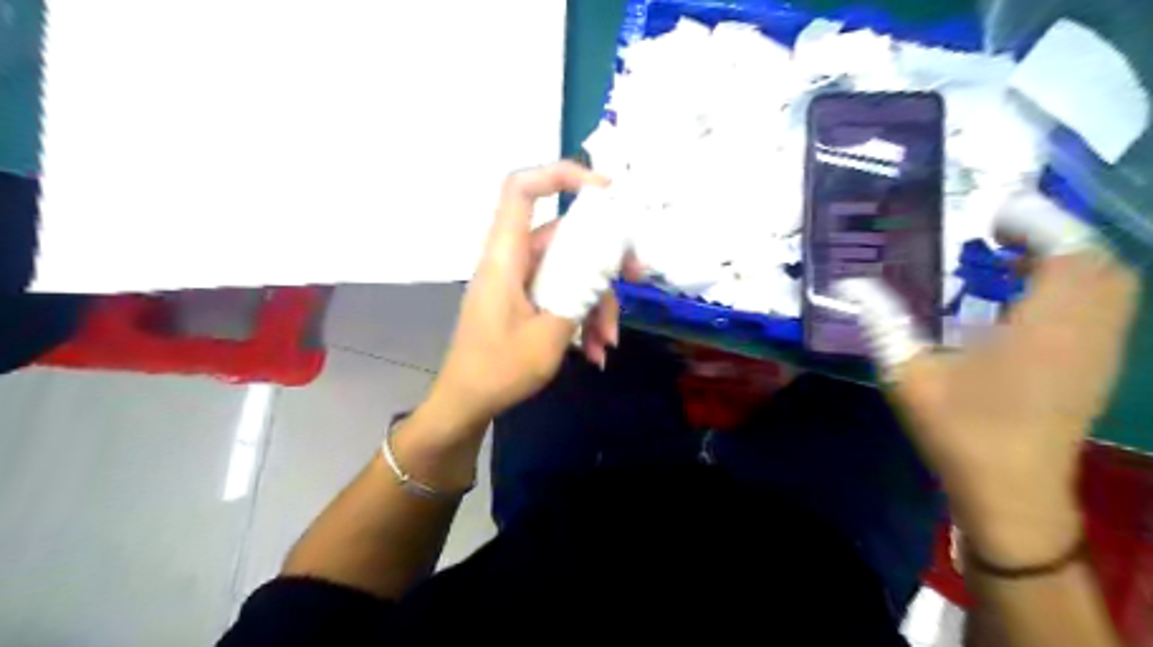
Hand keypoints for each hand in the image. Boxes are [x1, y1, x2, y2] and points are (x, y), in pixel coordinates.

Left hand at [417, 163, 627, 436]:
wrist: (466, 403)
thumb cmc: (498, 370)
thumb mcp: (549, 336)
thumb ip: (580, 296)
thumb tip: (606, 269)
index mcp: (506, 256)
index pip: (522, 190)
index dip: (561, 175)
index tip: (606, 191)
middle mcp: (514, 260)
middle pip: (565, 237)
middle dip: (604, 260)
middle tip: (638, 277)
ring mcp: (521, 282)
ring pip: (570, 271)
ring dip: (596, 303)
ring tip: (608, 343)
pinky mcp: (526, 301)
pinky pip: (561, 295)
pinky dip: (582, 317)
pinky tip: (596, 351)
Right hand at [840, 191, 1142, 565]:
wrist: (1011, 490)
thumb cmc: (959, 430)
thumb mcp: (908, 374)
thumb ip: (882, 321)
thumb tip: (850, 283)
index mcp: (1043, 329)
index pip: (1068, 251)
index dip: (1039, 220)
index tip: (996, 212)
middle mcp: (1084, 332)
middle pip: (1098, 260)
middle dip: (1055, 234)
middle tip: (1000, 231)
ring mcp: (1099, 352)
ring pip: (1108, 284)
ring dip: (1066, 259)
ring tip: (1010, 258)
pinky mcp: (1096, 368)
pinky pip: (1102, 308)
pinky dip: (1073, 286)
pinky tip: (1024, 298)